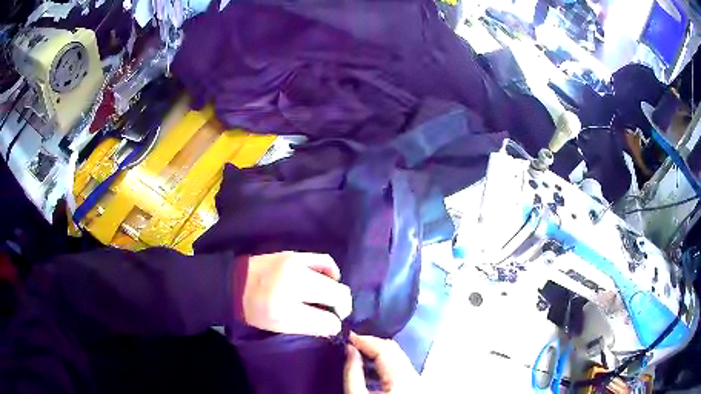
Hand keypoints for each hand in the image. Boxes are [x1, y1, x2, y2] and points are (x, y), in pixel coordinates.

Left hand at [241, 252, 351, 336]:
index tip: (332, 325)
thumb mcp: (281, 325)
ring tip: (328, 298)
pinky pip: (323, 261)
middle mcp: (297, 277)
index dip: (337, 320)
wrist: (233, 283)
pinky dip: (330, 272)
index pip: (328, 314)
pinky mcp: (294, 253)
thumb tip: (336, 325)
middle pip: (336, 292)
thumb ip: (312, 326)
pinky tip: (326, 280)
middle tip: (333, 314)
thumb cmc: (255, 308)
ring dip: (336, 290)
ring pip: (333, 276)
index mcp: (290, 300)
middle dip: (341, 306)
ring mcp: (297, 262)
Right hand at [344, 333, 419, 393]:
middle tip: (350, 342)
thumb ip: (352, 373)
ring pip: (397, 356)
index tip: (347, 335)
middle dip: (370, 344)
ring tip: (357, 353)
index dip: (364, 339)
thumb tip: (349, 349)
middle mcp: (415, 376)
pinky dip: (384, 363)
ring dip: (377, 352)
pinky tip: (370, 367)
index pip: (384, 348)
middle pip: (393, 350)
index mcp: (402, 378)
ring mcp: (417, 380)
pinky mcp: (414, 384)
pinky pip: (400, 366)